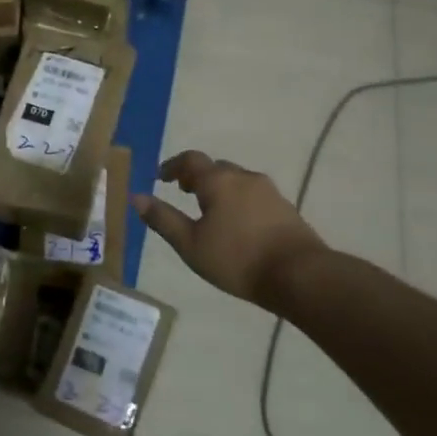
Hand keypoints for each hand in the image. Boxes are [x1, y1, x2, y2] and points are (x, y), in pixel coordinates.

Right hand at [133, 151, 325, 307]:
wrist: (300, 275)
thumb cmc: (237, 258)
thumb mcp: (190, 244)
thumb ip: (163, 219)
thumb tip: (137, 197)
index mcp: (218, 181)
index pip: (190, 160)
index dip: (173, 166)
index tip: (161, 177)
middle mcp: (244, 177)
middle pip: (216, 168)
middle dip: (197, 176)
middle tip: (184, 191)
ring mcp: (269, 191)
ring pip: (237, 181)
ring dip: (220, 188)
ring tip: (210, 209)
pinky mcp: (286, 208)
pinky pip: (254, 195)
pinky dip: (239, 200)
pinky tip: (238, 224)